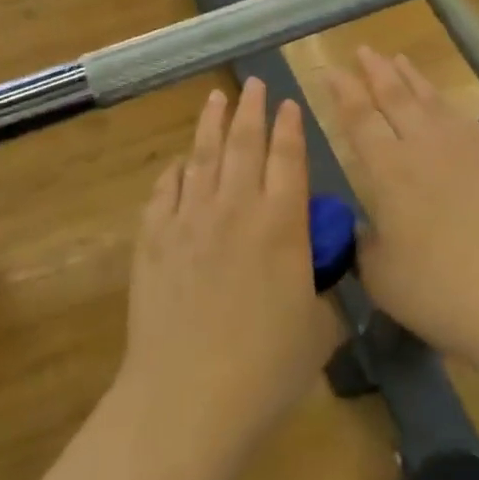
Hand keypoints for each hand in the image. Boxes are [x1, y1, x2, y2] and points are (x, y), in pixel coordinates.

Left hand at [118, 79, 341, 453]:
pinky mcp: (153, 238)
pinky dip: (174, 172)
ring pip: (202, 157)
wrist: (188, 395)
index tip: (290, 102)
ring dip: (211, 124)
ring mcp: (188, 219)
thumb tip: (321, 272)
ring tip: (217, 98)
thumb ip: (325, 291)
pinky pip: (165, 191)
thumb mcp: (319, 330)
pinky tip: (178, 165)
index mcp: (281, 224)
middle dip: (251, 109)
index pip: (288, 158)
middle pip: (243, 144)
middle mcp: (234, 207)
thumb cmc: (266, 369)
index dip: (290, 127)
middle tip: (254, 83)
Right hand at [325, 48, 478, 366]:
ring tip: (397, 59)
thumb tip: (365, 227)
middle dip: (375, 71)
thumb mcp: (380, 276)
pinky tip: (440, 101)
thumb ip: (365, 243)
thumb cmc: (439, 292)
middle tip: (363, 50)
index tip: (332, 71)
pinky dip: (444, 101)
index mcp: (388, 171)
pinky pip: (462, 117)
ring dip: (410, 77)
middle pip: (395, 97)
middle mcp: (422, 148)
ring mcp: (463, 150)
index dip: (343, 92)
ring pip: (430, 100)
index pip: (359, 118)